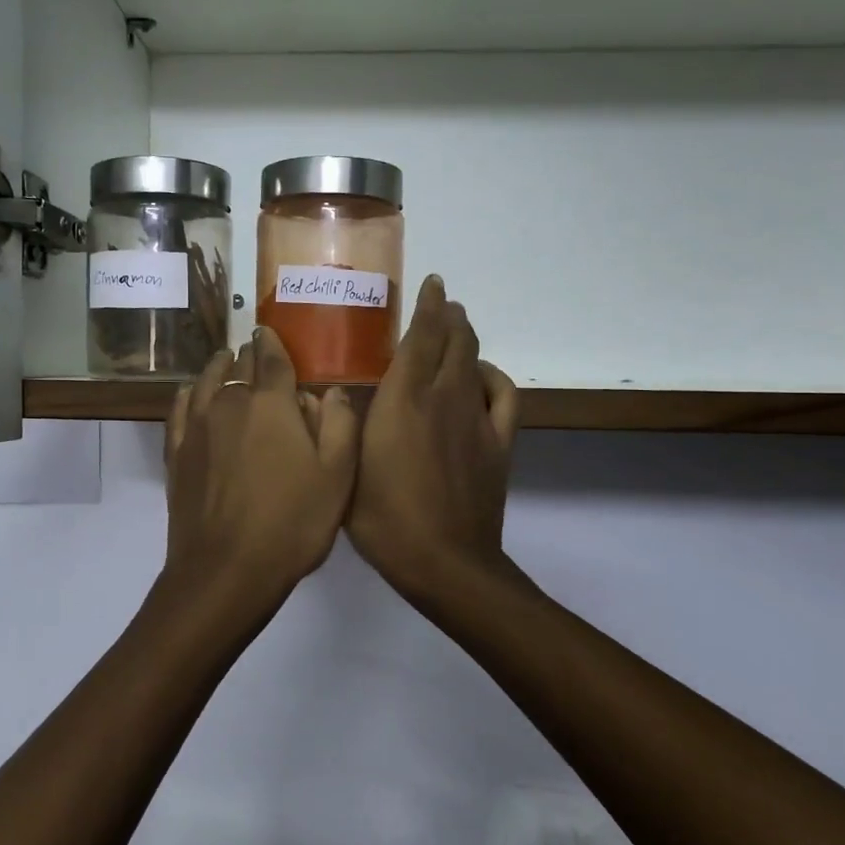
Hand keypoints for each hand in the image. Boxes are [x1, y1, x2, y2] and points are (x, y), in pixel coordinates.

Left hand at [164, 327, 359, 601]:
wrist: (226, 570)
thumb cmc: (292, 523)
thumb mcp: (338, 476)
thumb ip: (340, 424)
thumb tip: (330, 389)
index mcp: (271, 403)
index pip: (272, 357)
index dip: (274, 342)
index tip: (271, 332)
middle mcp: (229, 403)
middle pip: (239, 366)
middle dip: (250, 356)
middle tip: (258, 354)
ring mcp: (197, 427)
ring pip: (205, 381)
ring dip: (218, 368)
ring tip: (226, 361)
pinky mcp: (177, 453)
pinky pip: (180, 408)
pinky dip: (188, 393)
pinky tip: (191, 392)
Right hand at [347, 277, 519, 600]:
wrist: (444, 561)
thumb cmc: (383, 519)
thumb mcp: (346, 468)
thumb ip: (345, 427)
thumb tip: (341, 399)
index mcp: (402, 400)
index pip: (420, 338)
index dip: (427, 306)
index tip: (431, 284)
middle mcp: (442, 398)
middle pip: (453, 341)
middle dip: (449, 316)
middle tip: (443, 303)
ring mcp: (476, 419)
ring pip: (477, 362)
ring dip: (469, 339)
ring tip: (459, 329)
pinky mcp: (498, 443)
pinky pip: (503, 396)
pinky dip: (494, 377)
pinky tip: (484, 376)